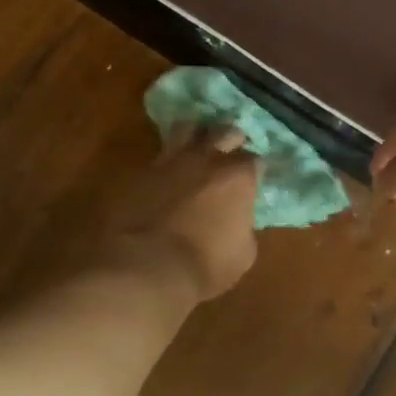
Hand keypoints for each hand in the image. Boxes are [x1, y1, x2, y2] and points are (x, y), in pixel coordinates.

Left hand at [107, 126, 260, 301]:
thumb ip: (244, 228)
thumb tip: (238, 222)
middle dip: (230, 139)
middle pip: (223, 132)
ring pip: (186, 129)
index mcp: (237, 178)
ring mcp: (170, 161)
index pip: (255, 160)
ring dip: (195, 135)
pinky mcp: (140, 172)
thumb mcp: (242, 255)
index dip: (255, 169)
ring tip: (196, 146)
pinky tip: (166, 171)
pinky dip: (166, 160)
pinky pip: (158, 156)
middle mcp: (206, 160)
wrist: (145, 266)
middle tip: (230, 151)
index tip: (253, 179)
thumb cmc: (205, 265)